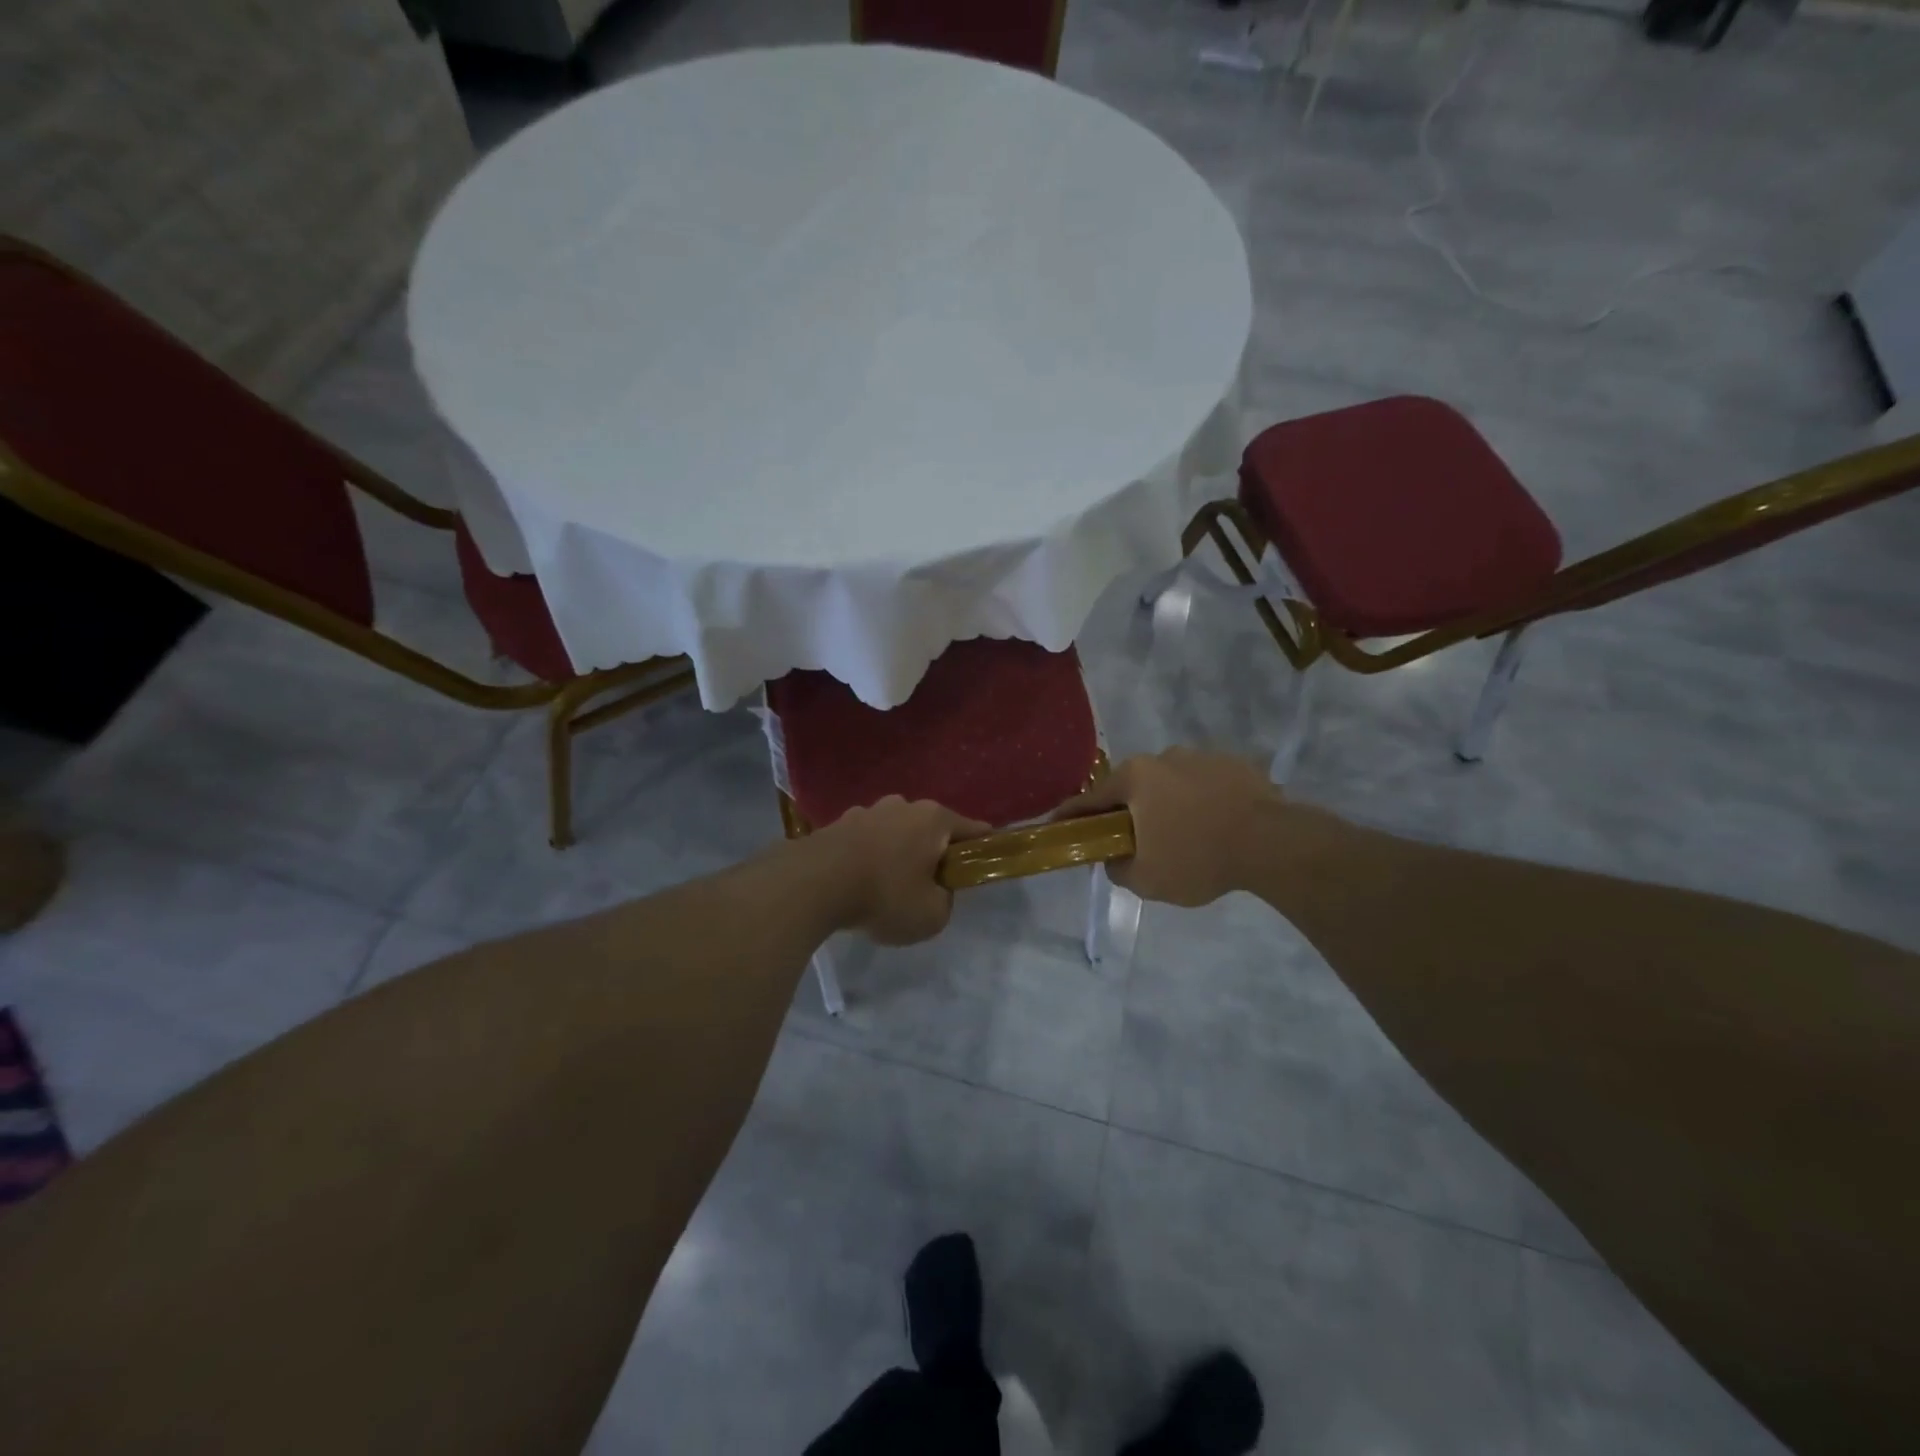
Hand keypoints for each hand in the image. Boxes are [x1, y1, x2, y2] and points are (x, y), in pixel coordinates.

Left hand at [815, 797, 988, 944]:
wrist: (813, 883)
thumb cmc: (884, 895)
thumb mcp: (932, 916)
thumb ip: (945, 902)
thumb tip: (936, 891)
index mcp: (934, 819)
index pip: (973, 830)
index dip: (982, 850)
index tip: (980, 868)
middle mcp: (903, 805)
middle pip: (931, 829)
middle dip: (933, 854)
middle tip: (929, 887)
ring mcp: (868, 810)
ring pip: (896, 833)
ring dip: (898, 854)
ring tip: (887, 888)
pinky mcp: (838, 823)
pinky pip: (866, 841)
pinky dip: (869, 858)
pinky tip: (859, 884)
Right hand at [1055, 748, 1281, 906]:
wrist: (1272, 843)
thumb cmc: (1198, 858)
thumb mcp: (1146, 879)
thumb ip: (1117, 868)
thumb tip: (1113, 857)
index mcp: (1134, 778)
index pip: (1090, 798)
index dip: (1072, 814)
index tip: (1058, 823)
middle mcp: (1163, 757)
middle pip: (1133, 787)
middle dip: (1129, 810)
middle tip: (1134, 839)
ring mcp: (1202, 756)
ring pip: (1171, 783)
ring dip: (1168, 803)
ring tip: (1184, 834)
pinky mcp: (1236, 763)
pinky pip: (1205, 784)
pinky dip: (1202, 801)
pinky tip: (1215, 825)